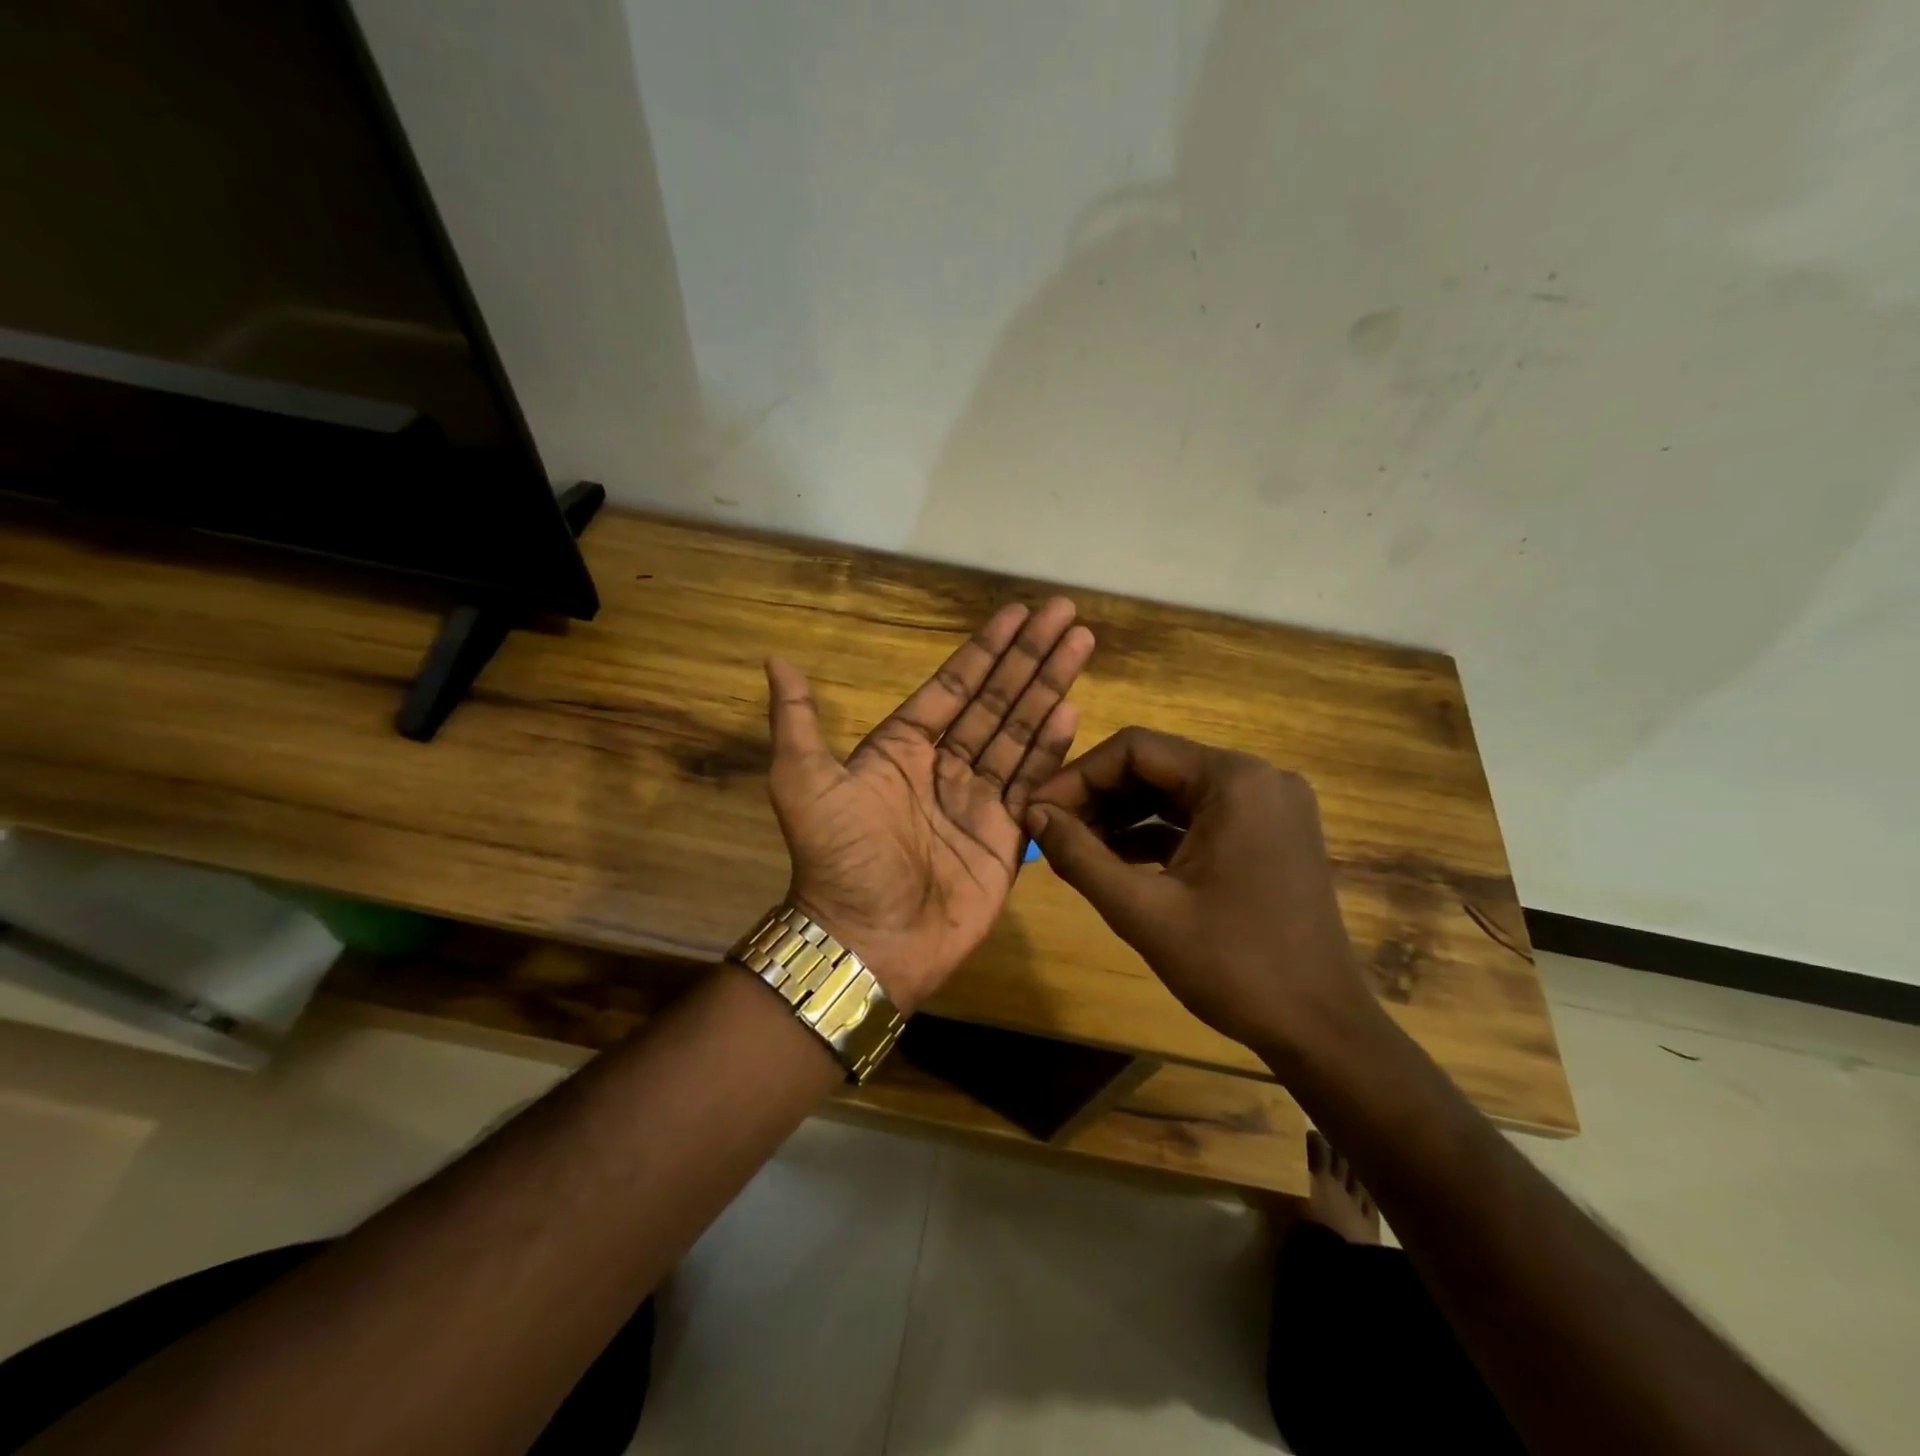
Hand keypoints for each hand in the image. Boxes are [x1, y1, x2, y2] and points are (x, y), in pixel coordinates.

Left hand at [763, 599, 1095, 1012]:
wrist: (868, 941)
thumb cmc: (839, 859)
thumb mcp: (803, 784)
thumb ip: (797, 721)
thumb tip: (777, 661)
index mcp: (902, 748)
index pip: (953, 686)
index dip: (985, 649)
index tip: (1017, 613)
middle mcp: (945, 765)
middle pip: (996, 699)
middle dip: (1030, 656)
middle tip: (1064, 612)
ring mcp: (979, 800)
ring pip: (1020, 732)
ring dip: (1049, 688)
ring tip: (1080, 645)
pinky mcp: (1006, 836)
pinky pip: (1032, 781)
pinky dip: (1052, 747)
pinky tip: (1072, 710)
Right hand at [1024, 728, 1377, 1058]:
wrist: (1320, 1030)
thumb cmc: (1233, 966)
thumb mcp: (1142, 911)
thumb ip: (1079, 856)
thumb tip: (1032, 813)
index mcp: (1234, 780)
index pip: (1136, 749)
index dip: (1077, 776)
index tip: (1036, 810)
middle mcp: (1257, 777)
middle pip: (1156, 766)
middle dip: (1097, 796)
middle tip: (1049, 830)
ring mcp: (1268, 805)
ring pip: (1175, 792)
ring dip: (1122, 816)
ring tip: (1073, 847)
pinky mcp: (1269, 834)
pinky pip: (1198, 818)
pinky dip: (1155, 834)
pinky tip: (1114, 860)